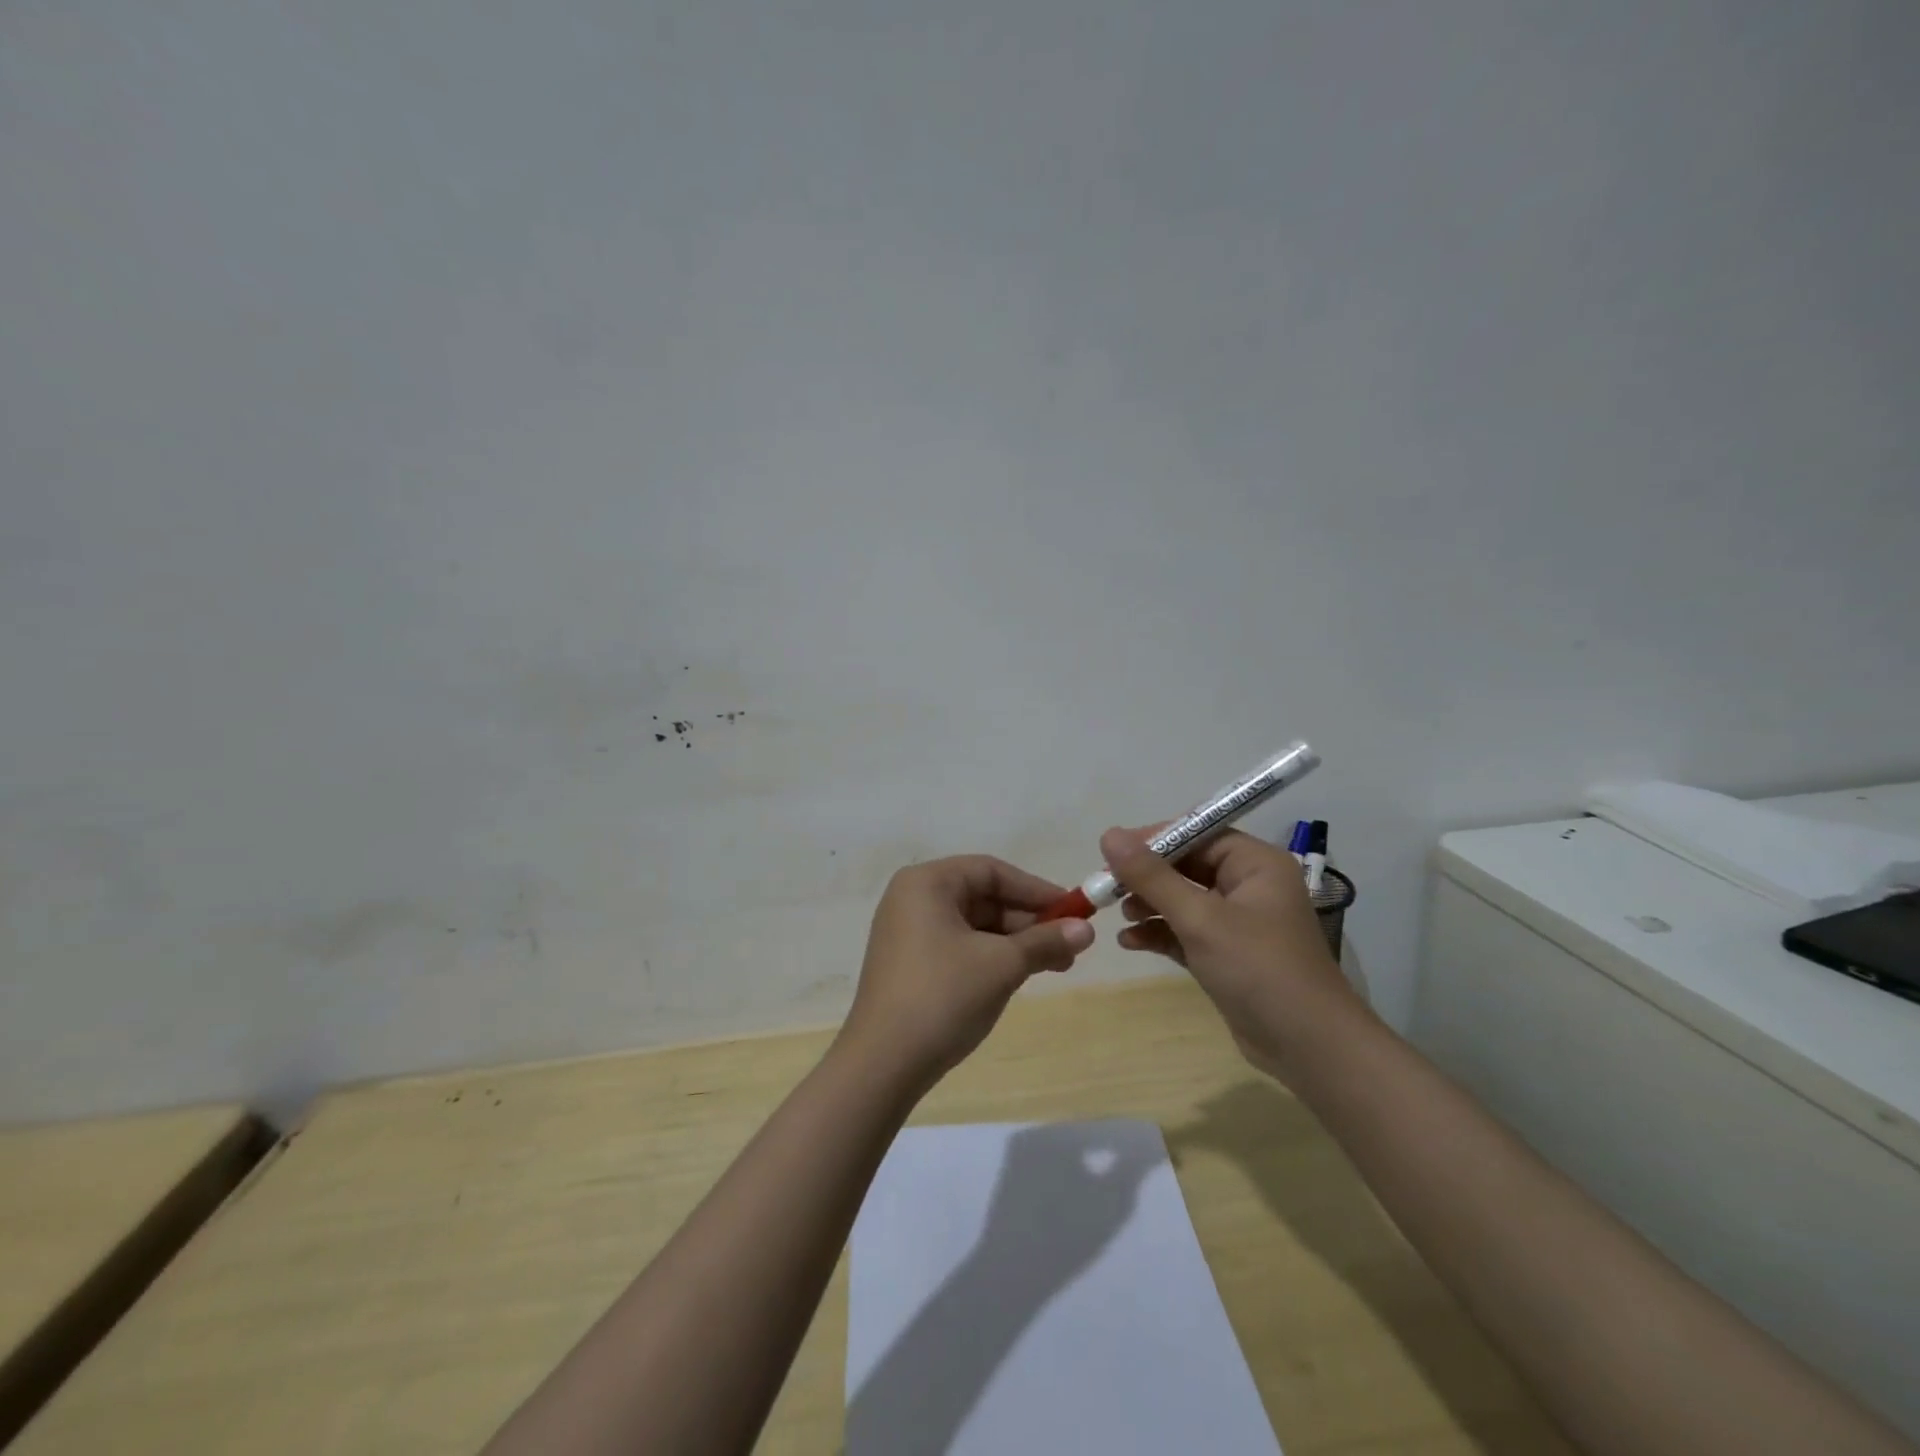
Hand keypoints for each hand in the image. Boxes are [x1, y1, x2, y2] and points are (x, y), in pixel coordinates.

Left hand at [841, 856, 1095, 1094]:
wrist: (882, 1064)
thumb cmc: (943, 997)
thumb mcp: (1002, 965)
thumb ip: (1045, 941)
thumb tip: (1087, 930)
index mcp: (926, 883)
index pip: (991, 871)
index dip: (1036, 890)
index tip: (1074, 911)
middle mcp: (912, 898)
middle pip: (982, 897)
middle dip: (1029, 921)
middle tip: (1070, 945)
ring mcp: (907, 932)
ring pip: (974, 925)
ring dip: (1014, 942)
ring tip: (1055, 965)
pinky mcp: (909, 963)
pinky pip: (959, 946)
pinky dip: (991, 957)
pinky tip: (1019, 976)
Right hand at [1100, 826, 1365, 1084]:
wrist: (1308, 1048)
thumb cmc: (1259, 969)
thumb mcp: (1200, 918)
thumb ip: (1152, 876)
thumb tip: (1109, 834)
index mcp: (1255, 864)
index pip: (1198, 834)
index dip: (1155, 840)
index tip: (1113, 852)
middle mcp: (1249, 885)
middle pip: (1187, 866)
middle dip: (1147, 878)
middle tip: (1108, 888)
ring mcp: (1239, 922)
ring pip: (1183, 899)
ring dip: (1150, 905)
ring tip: (1121, 915)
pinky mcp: (1227, 954)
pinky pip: (1186, 931)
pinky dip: (1160, 933)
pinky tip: (1130, 941)